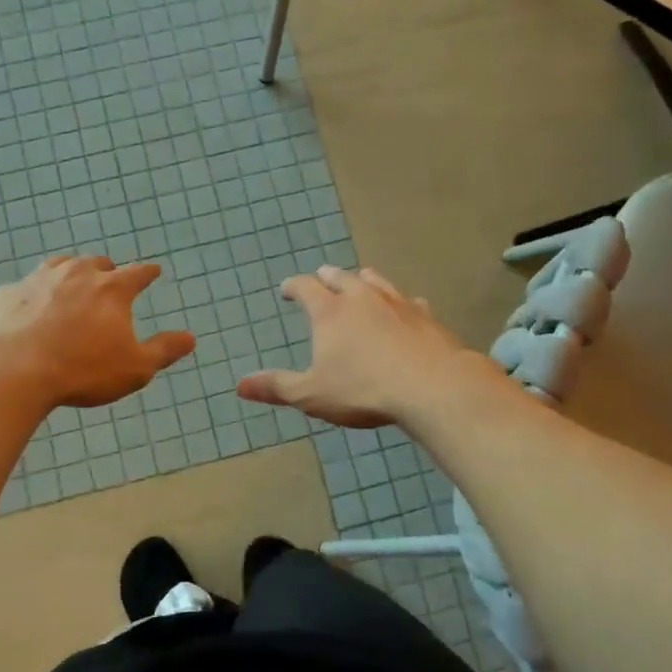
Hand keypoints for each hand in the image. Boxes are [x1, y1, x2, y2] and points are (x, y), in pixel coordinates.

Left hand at [0, 255, 195, 409]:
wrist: (11, 371)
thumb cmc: (82, 370)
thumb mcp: (135, 368)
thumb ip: (164, 350)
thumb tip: (191, 338)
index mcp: (111, 289)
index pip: (138, 272)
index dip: (148, 272)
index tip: (154, 271)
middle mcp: (77, 273)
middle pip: (97, 263)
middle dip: (107, 270)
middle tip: (109, 282)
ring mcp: (38, 279)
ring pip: (60, 266)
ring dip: (71, 274)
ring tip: (72, 286)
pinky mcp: (8, 293)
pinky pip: (26, 288)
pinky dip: (34, 295)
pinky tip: (31, 310)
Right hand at [237, 264, 496, 428]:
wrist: (431, 387)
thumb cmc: (364, 390)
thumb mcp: (312, 394)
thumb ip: (277, 387)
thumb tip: (240, 386)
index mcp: (330, 311)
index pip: (305, 287)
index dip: (293, 286)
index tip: (286, 289)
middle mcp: (361, 297)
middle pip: (340, 277)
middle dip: (327, 277)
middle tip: (321, 278)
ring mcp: (396, 302)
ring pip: (375, 281)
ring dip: (362, 280)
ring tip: (359, 281)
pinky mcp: (425, 316)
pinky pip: (409, 301)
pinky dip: (400, 302)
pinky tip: (405, 308)